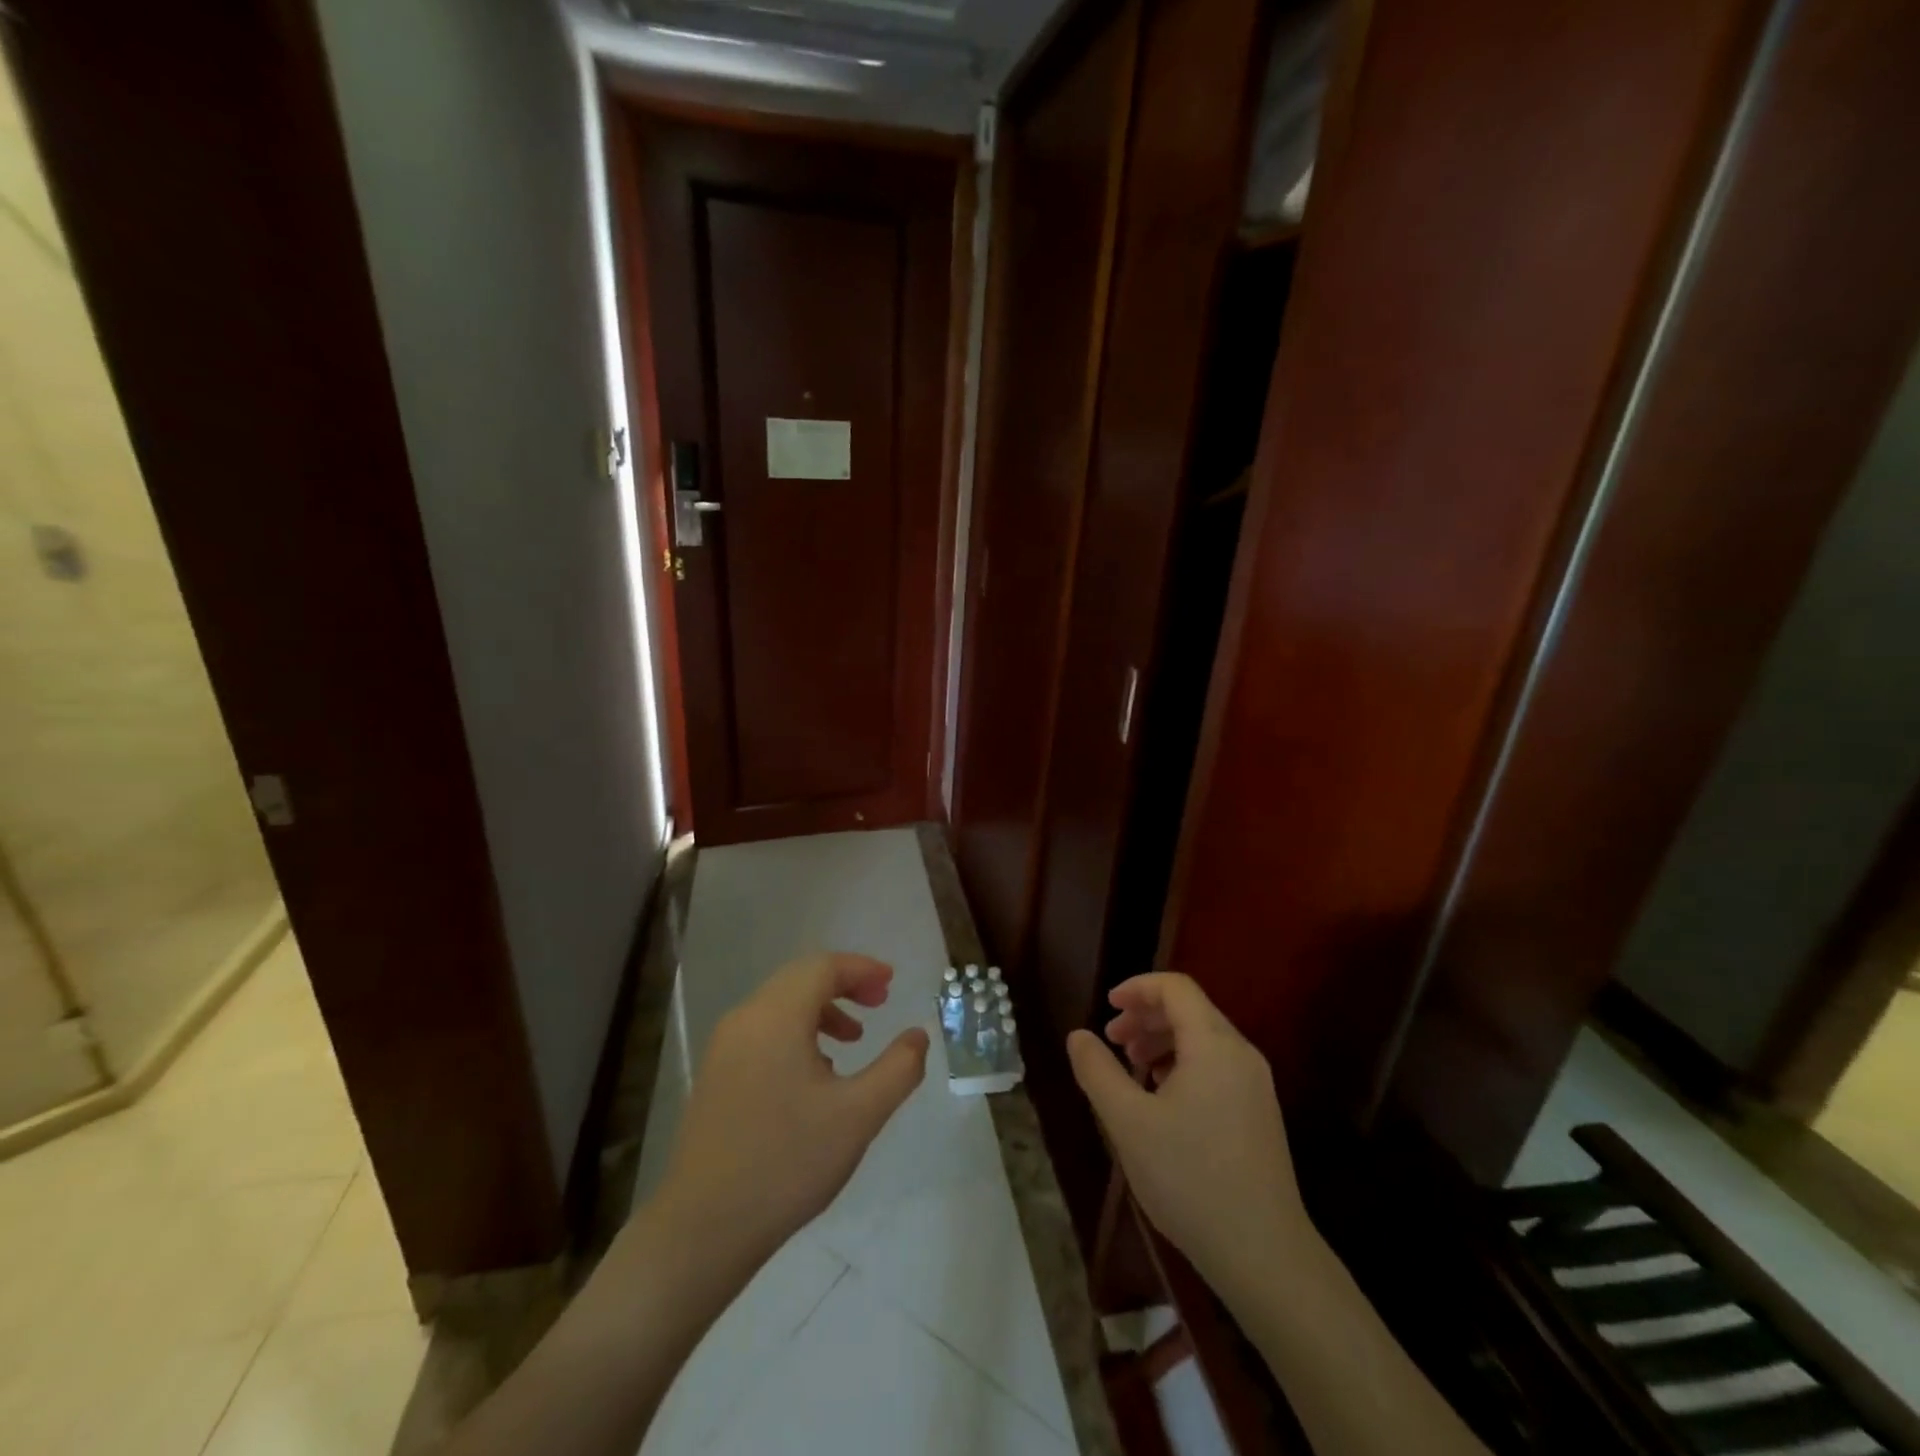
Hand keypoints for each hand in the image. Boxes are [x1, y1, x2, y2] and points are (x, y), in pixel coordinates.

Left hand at [657, 952, 929, 1269]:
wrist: (702, 1229)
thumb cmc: (786, 1163)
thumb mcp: (858, 1116)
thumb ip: (898, 1069)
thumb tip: (917, 1035)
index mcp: (775, 1017)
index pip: (822, 967)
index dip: (861, 968)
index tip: (892, 983)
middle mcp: (745, 1019)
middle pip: (799, 979)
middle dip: (844, 984)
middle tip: (879, 1005)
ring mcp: (724, 1047)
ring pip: (780, 1005)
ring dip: (821, 1009)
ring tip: (852, 1040)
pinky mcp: (715, 1075)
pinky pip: (763, 1030)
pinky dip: (796, 1031)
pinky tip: (815, 1074)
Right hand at [1067, 973, 1310, 1286]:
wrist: (1264, 1255)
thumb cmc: (1190, 1178)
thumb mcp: (1128, 1122)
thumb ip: (1097, 1071)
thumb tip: (1078, 1036)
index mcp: (1213, 1044)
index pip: (1175, 988)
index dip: (1138, 988)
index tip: (1107, 1006)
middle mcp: (1241, 1054)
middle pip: (1190, 1010)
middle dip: (1146, 1016)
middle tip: (1112, 1041)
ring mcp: (1256, 1085)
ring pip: (1204, 1039)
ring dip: (1163, 1041)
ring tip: (1132, 1068)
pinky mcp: (1260, 1114)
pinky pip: (1217, 1066)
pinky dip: (1184, 1064)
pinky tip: (1162, 1099)